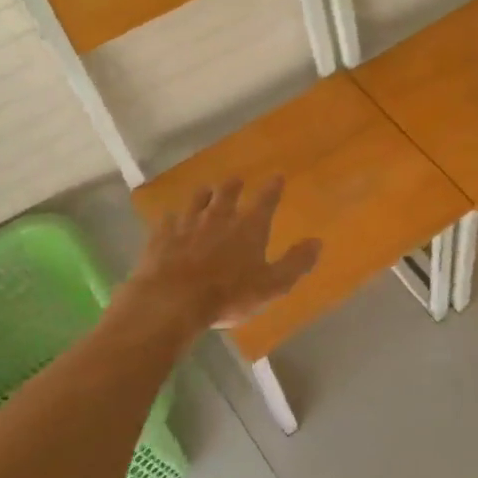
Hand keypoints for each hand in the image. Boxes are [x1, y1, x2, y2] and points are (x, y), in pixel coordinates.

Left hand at [131, 178, 321, 331]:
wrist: (172, 301)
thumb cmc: (228, 295)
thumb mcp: (272, 285)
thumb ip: (295, 263)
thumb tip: (317, 242)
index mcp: (249, 228)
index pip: (265, 201)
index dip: (273, 188)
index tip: (277, 177)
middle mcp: (218, 218)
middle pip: (227, 194)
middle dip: (234, 186)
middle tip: (236, 180)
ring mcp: (187, 225)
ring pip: (196, 201)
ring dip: (204, 195)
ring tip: (206, 190)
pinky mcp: (161, 237)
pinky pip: (167, 220)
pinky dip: (172, 217)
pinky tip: (170, 218)